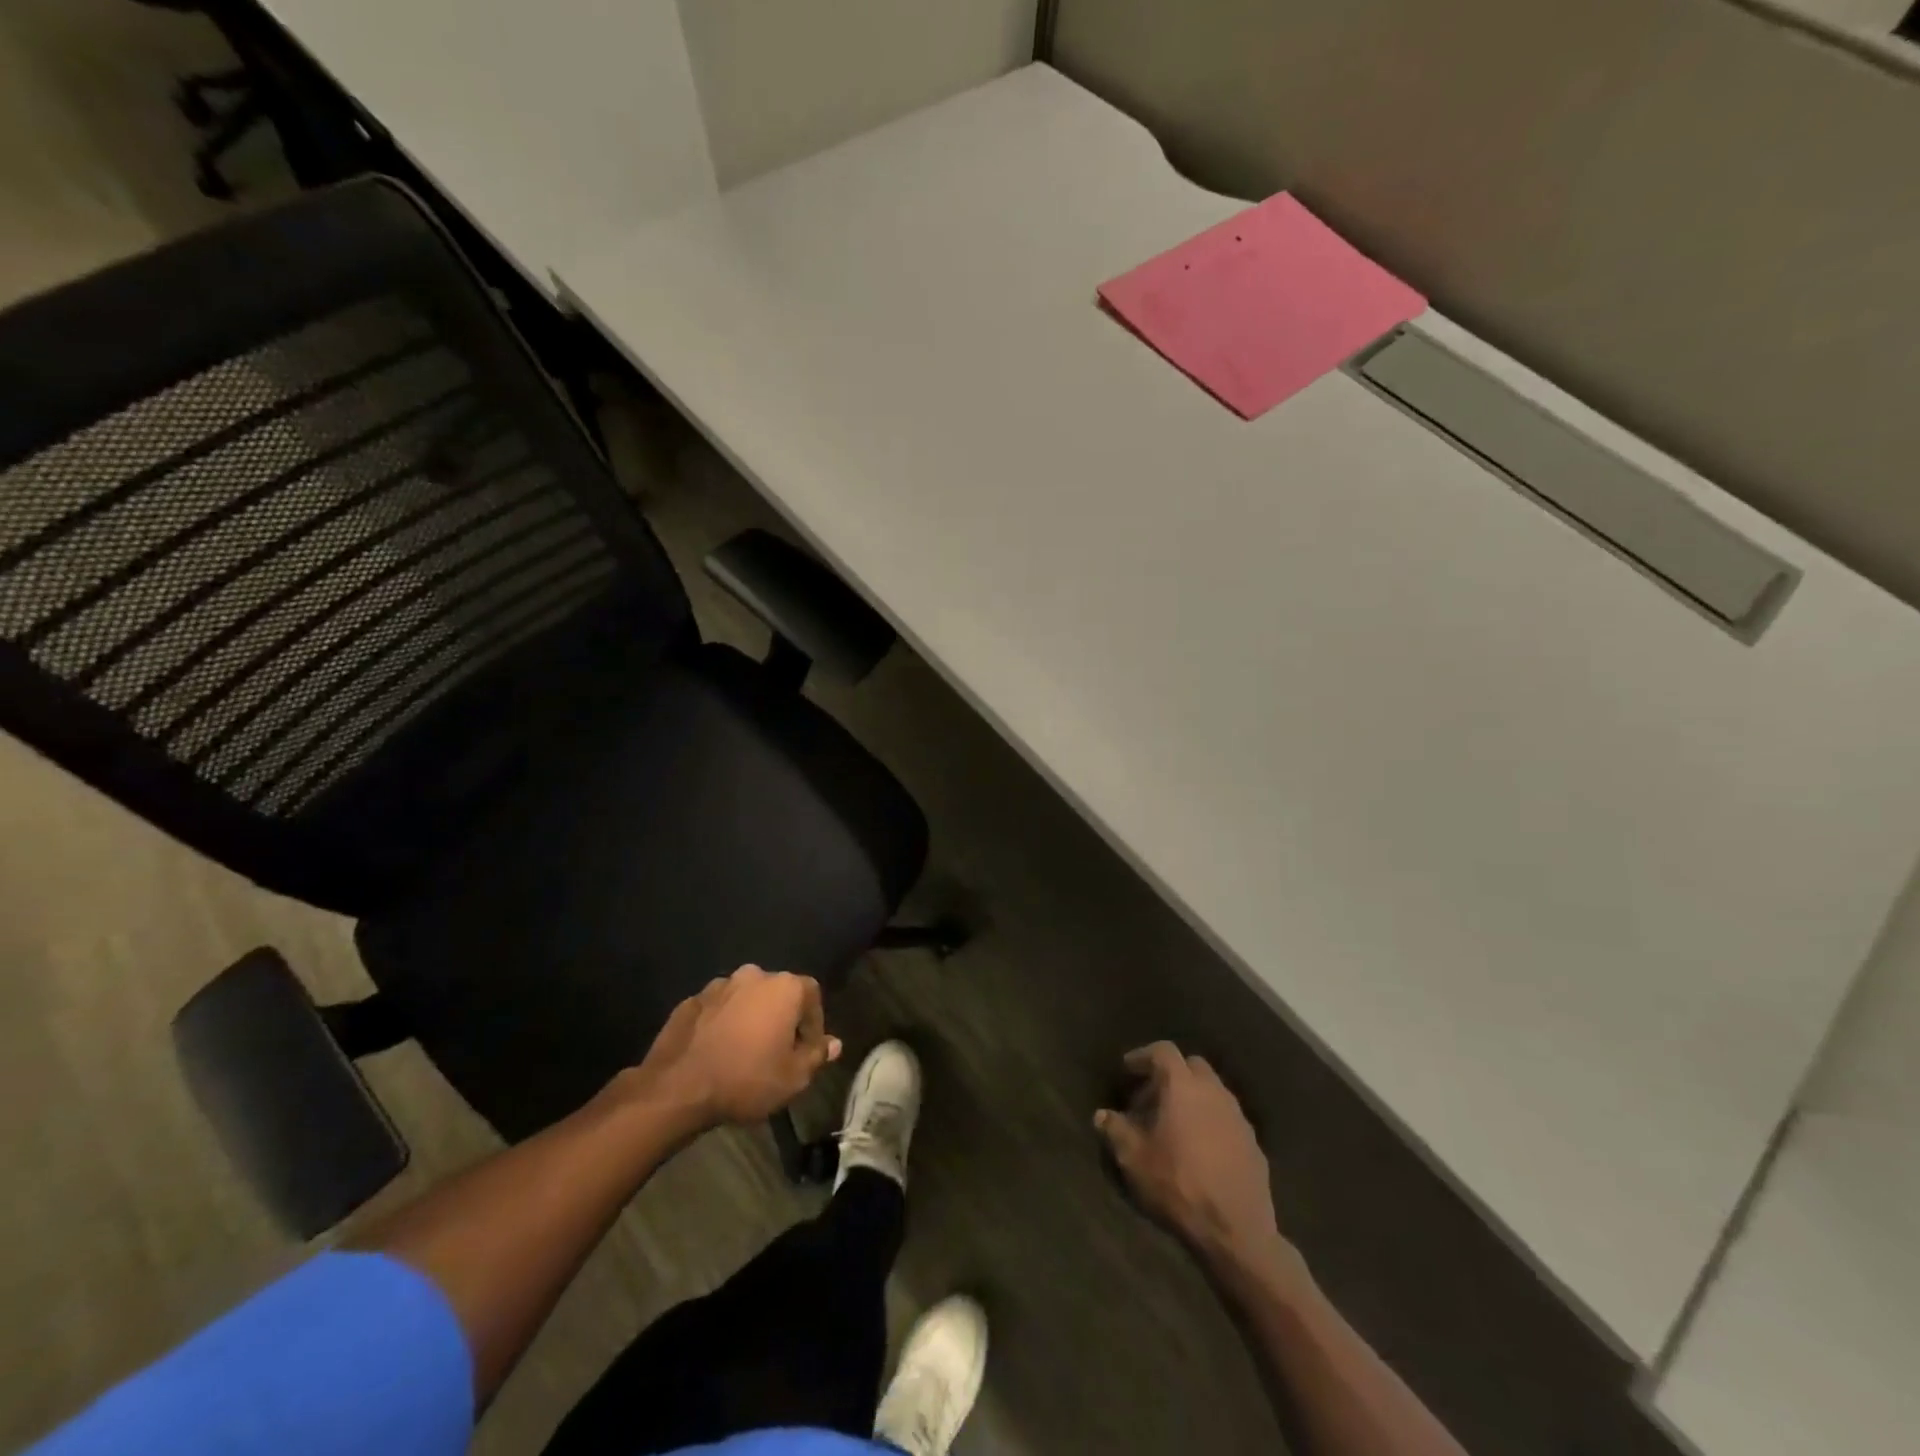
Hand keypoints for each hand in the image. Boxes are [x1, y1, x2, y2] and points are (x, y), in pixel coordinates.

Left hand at [623, 965, 842, 1129]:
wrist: (677, 1088)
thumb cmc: (746, 1079)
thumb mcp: (794, 1077)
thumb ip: (817, 1055)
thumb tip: (834, 1043)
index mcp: (784, 987)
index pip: (812, 994)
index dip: (814, 1022)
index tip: (808, 1050)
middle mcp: (753, 976)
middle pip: (778, 993)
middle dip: (781, 1017)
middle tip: (778, 1050)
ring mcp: (718, 986)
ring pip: (745, 999)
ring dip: (750, 1018)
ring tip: (745, 1051)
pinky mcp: (690, 1001)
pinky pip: (717, 1009)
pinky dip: (723, 1024)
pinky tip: (717, 1051)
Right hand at [1096, 1043, 1288, 1265]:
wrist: (1236, 1230)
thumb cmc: (1178, 1184)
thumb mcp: (1133, 1158)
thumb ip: (1115, 1130)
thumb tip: (1102, 1115)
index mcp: (1183, 1086)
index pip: (1163, 1051)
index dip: (1142, 1056)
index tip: (1127, 1070)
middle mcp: (1214, 1091)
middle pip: (1192, 1066)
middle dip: (1171, 1074)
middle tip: (1152, 1097)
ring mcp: (1238, 1116)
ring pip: (1213, 1091)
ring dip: (1193, 1098)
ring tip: (1175, 1125)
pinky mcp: (1254, 1143)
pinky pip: (1227, 1119)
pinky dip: (1211, 1122)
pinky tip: (1200, 1149)